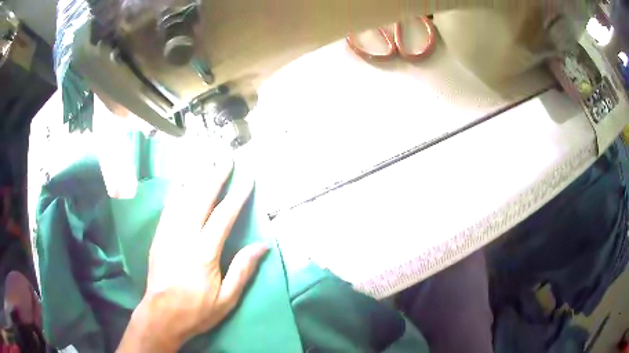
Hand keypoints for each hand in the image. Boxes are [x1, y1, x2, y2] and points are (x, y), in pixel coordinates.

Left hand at [117, 160, 268, 351]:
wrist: (162, 315)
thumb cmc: (197, 310)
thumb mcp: (227, 299)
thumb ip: (243, 270)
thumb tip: (262, 246)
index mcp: (204, 253)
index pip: (223, 216)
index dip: (236, 196)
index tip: (246, 179)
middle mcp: (184, 237)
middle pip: (201, 199)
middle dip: (215, 176)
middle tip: (225, 159)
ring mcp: (168, 234)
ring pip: (182, 198)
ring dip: (195, 178)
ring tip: (205, 161)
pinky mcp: (158, 237)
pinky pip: (168, 207)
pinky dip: (176, 191)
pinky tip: (181, 181)